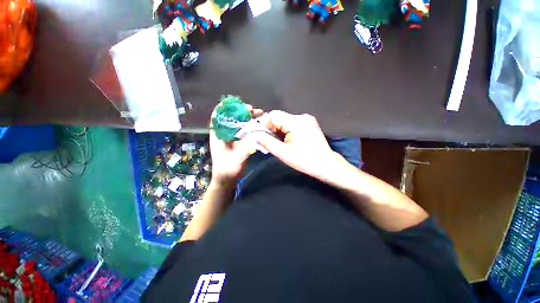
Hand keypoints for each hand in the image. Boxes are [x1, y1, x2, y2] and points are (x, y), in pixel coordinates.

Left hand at [209, 106, 263, 184]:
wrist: (227, 179)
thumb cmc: (227, 170)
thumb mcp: (235, 160)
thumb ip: (244, 149)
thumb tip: (256, 136)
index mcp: (218, 135)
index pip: (217, 116)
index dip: (226, 108)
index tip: (239, 105)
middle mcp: (224, 133)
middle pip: (232, 117)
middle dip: (242, 112)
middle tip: (255, 111)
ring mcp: (232, 137)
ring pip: (239, 123)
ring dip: (249, 118)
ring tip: (260, 115)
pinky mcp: (239, 141)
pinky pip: (245, 130)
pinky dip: (252, 126)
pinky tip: (260, 125)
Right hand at [251, 111, 344, 180]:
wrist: (326, 164)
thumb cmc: (304, 161)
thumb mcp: (283, 153)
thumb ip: (266, 142)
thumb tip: (253, 135)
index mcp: (296, 122)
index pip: (273, 115)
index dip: (264, 124)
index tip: (261, 136)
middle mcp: (302, 116)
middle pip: (279, 117)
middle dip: (271, 128)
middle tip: (270, 141)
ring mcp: (307, 119)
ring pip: (285, 120)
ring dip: (279, 130)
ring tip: (280, 142)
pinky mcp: (309, 123)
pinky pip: (292, 123)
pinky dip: (286, 130)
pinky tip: (288, 140)